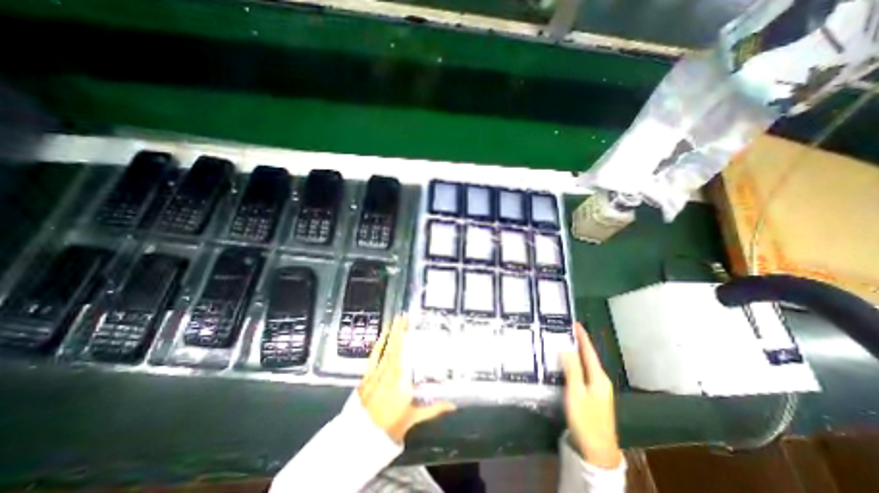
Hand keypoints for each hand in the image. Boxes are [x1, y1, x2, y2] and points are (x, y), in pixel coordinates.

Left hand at [356, 319, 457, 445]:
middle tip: (403, 315)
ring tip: (394, 321)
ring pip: (383, 349)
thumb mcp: (413, 417)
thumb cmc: (390, 426)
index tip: (408, 324)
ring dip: (389, 334)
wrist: (361, 438)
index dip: (404, 337)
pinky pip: (372, 358)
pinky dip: (377, 346)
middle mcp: (386, 373)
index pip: (402, 354)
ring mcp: (374, 374)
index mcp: (399, 380)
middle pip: (393, 347)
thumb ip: (433, 409)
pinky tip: (380, 336)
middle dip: (398, 330)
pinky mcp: (366, 377)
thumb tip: (452, 405)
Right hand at [559, 324, 619, 469]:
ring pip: (587, 364)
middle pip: (589, 356)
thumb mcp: (576, 392)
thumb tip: (566, 348)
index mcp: (598, 376)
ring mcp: (599, 388)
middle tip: (566, 330)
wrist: (597, 449)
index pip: (589, 351)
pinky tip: (569, 363)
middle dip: (579, 342)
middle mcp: (601, 379)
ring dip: (577, 352)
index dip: (582, 337)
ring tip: (565, 341)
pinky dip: (577, 363)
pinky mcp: (594, 395)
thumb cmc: (586, 419)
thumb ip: (572, 369)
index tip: (575, 323)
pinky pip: (585, 371)